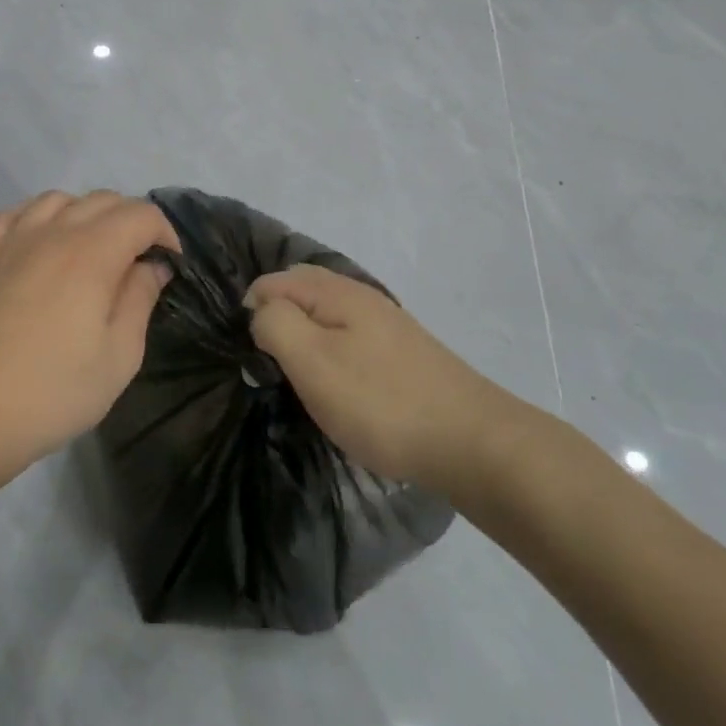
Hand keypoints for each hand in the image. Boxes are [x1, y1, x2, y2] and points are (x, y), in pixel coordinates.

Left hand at [0, 191, 177, 482]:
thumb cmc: (49, 393)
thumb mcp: (118, 358)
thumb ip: (140, 300)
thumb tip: (151, 266)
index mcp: (91, 253)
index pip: (140, 214)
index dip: (164, 232)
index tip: (170, 264)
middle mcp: (51, 231)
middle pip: (101, 200)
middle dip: (131, 221)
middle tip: (137, 261)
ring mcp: (9, 239)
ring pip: (57, 200)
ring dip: (84, 215)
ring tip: (90, 250)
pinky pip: (13, 214)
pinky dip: (37, 219)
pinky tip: (38, 245)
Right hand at [245, 264, 503, 489]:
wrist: (473, 443)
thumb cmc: (381, 403)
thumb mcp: (313, 362)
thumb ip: (276, 324)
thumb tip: (261, 309)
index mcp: (337, 293)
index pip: (273, 281)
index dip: (252, 311)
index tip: (254, 356)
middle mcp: (362, 297)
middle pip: (302, 290)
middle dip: (277, 317)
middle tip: (269, 363)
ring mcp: (387, 325)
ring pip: (327, 315)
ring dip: (305, 336)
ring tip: (299, 376)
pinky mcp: (402, 354)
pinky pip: (350, 337)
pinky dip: (332, 352)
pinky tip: (339, 384)